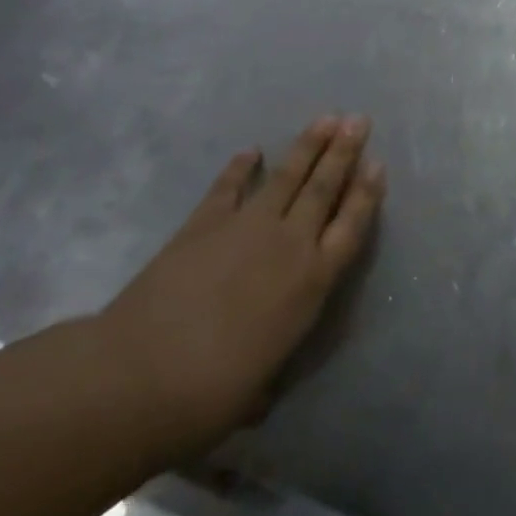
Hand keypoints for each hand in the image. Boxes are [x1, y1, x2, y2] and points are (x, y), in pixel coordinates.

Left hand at [96, 115, 384, 457]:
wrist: (138, 377)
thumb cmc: (209, 396)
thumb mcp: (259, 388)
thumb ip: (270, 368)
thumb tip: (262, 386)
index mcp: (311, 282)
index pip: (351, 226)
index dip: (366, 194)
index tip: (377, 164)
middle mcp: (288, 244)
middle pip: (323, 187)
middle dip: (344, 152)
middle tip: (358, 120)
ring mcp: (245, 228)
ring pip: (286, 176)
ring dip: (307, 145)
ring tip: (325, 118)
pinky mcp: (203, 224)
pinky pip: (228, 187)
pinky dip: (239, 167)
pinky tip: (250, 152)